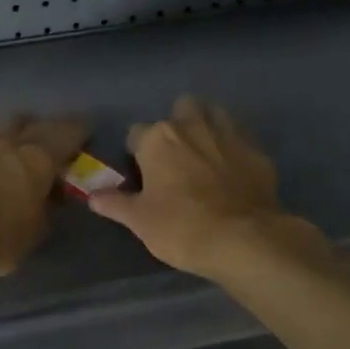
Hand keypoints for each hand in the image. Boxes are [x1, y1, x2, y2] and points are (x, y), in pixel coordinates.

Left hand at [0, 116, 86, 282]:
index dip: (78, 131)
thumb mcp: (30, 236)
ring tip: (6, 142)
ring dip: (5, 130)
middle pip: (30, 122)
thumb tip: (47, 199)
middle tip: (44, 142)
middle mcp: (7, 143)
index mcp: (37, 161)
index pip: (66, 134)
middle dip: (41, 128)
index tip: (84, 132)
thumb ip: (42, 213)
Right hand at [87, 97, 302, 278]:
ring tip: (205, 154)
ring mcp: (228, 134)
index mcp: (158, 139)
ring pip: (214, 114)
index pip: (136, 133)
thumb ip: (116, 204)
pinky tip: (234, 169)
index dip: (137, 153)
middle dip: (177, 125)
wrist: (244, 239)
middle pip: (180, 109)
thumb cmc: (182, 228)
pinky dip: (234, 148)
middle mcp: (192, 126)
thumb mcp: (140, 221)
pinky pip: (241, 138)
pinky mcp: (257, 150)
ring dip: (207, 126)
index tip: (142, 174)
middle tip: (176, 157)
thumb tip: (92, 196)